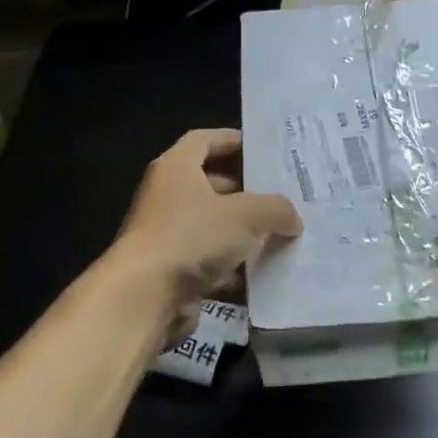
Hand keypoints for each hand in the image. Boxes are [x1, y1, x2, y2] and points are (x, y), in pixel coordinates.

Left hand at [116, 129, 301, 316]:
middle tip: (282, 197)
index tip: (263, 149)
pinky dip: (233, 269)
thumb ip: (276, 209)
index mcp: (177, 168)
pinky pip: (209, 263)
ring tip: (281, 237)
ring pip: (212, 228)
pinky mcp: (170, 271)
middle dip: (246, 192)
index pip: (204, 140)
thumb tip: (291, 218)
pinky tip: (262, 277)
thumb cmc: (193, 237)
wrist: (145, 297)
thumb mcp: (248, 214)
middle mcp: (167, 196)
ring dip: (243, 234)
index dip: (233, 140)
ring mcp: (166, 236)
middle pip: (210, 185)